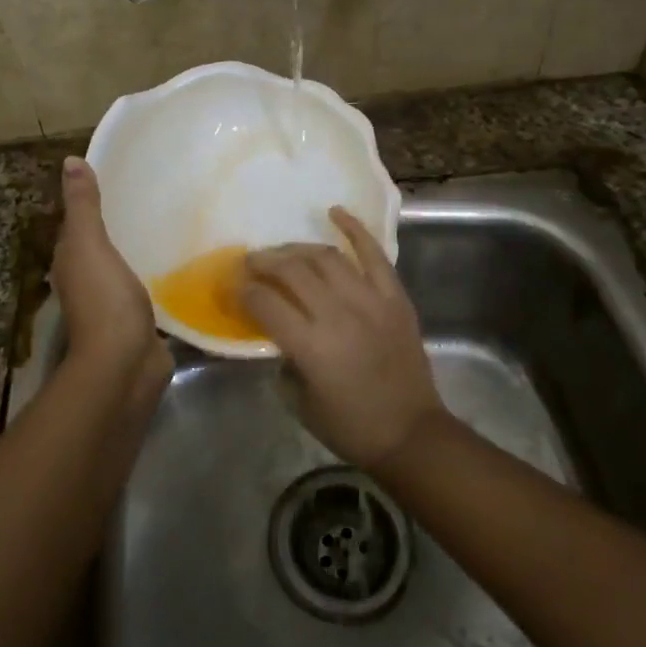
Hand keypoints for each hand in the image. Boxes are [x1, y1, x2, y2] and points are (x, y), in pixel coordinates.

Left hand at [52, 157, 166, 377]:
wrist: (125, 363)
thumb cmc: (104, 299)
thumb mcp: (89, 245)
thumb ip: (83, 206)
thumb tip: (70, 161)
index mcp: (72, 262)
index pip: (78, 225)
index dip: (91, 202)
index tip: (120, 178)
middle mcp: (88, 281)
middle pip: (103, 246)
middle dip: (122, 225)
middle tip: (155, 197)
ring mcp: (115, 304)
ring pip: (127, 267)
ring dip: (141, 251)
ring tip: (172, 224)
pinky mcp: (141, 320)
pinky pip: (149, 289)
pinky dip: (159, 276)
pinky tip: (181, 263)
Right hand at [241, 208, 444, 470]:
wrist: (411, 433)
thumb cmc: (351, 426)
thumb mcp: (300, 402)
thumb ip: (284, 361)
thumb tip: (278, 332)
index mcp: (311, 346)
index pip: (266, 303)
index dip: (243, 291)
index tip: (234, 286)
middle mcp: (338, 315)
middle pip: (292, 271)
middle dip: (264, 262)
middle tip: (251, 261)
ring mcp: (370, 300)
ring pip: (326, 257)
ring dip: (298, 249)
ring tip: (283, 252)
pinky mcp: (394, 296)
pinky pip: (374, 254)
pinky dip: (354, 229)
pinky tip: (334, 212)